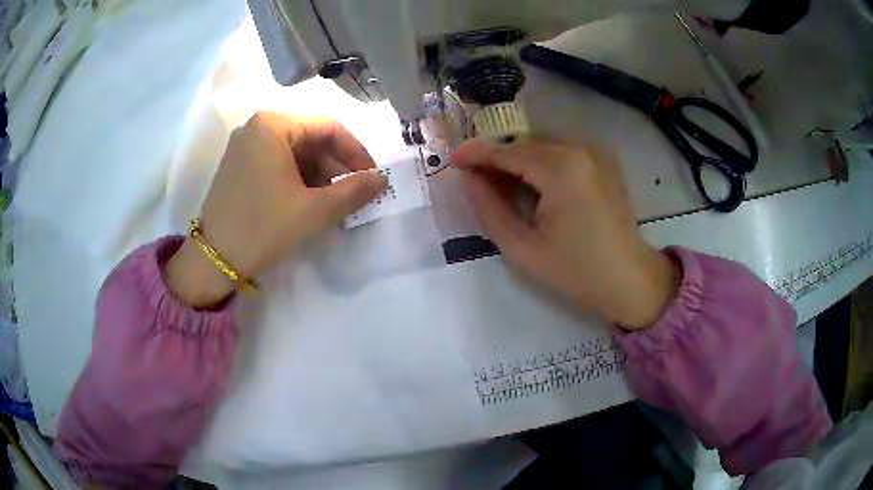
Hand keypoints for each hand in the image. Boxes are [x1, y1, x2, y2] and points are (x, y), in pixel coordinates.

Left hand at [163, 112, 386, 307]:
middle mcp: (256, 126)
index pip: (328, 128)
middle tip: (354, 192)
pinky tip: (308, 201)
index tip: (372, 177)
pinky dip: (297, 178)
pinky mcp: (238, 165)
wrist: (215, 260)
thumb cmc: (264, 228)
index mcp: (273, 125)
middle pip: (310, 138)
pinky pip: (277, 162)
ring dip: (319, 174)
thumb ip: (354, 191)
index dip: (356, 152)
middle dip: (336, 166)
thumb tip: (382, 179)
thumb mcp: (315, 210)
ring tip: (334, 201)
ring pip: (294, 151)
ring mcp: (244, 146)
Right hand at [451, 138, 678, 329]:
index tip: (451, 160)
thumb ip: (489, 209)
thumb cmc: (576, 272)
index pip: (507, 152)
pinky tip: (531, 184)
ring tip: (499, 183)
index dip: (476, 154)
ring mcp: (596, 152)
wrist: (630, 281)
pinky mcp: (604, 162)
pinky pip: (562, 151)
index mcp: (561, 168)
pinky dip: (541, 161)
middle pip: (525, 143)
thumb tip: (468, 179)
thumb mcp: (523, 248)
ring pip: (543, 145)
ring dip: (518, 159)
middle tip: (474, 178)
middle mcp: (580, 148)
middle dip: (497, 156)